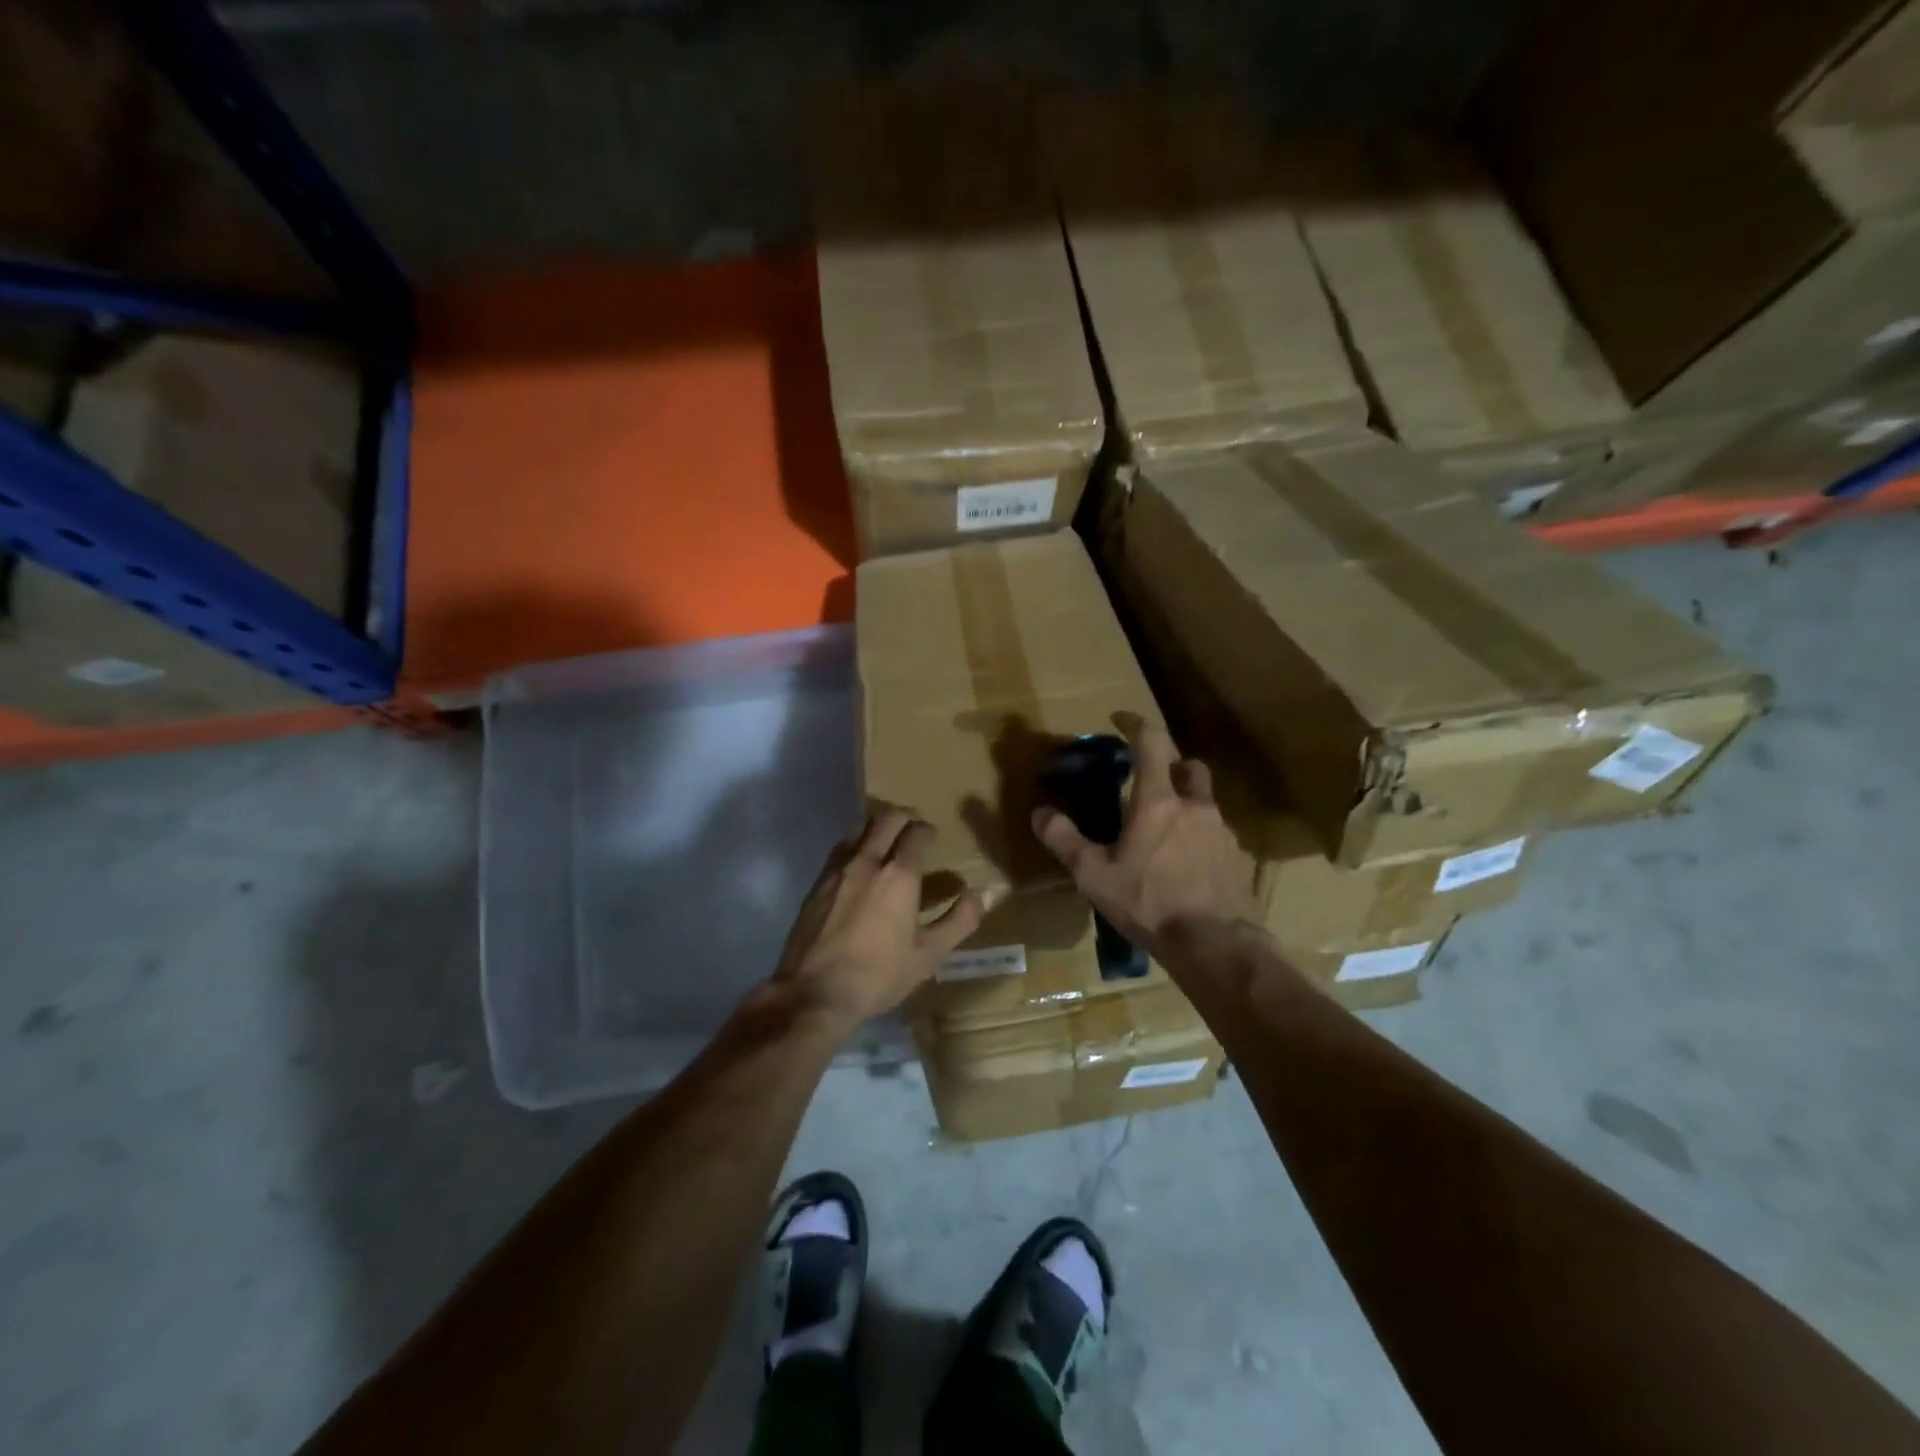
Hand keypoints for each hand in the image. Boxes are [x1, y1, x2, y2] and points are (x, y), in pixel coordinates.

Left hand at [773, 808, 991, 1030]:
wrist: (814, 993)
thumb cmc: (879, 975)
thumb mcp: (929, 954)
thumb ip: (961, 920)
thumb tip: (990, 892)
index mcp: (899, 876)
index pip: (916, 832)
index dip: (927, 830)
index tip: (933, 838)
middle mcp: (867, 861)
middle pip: (885, 818)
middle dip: (903, 818)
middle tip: (912, 831)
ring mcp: (837, 869)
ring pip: (858, 828)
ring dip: (875, 827)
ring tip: (886, 843)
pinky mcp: (817, 883)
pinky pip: (840, 849)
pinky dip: (854, 845)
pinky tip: (859, 867)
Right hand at [1030, 714, 1258, 956]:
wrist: (1214, 945)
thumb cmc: (1148, 903)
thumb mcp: (1094, 875)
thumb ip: (1064, 840)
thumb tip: (1040, 813)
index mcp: (1158, 801)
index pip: (1151, 742)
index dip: (1135, 724)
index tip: (1121, 719)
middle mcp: (1195, 806)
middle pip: (1188, 766)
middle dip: (1169, 765)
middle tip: (1149, 783)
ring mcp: (1223, 832)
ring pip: (1205, 802)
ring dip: (1186, 805)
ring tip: (1166, 834)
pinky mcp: (1239, 858)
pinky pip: (1218, 836)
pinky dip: (1201, 839)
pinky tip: (1188, 867)